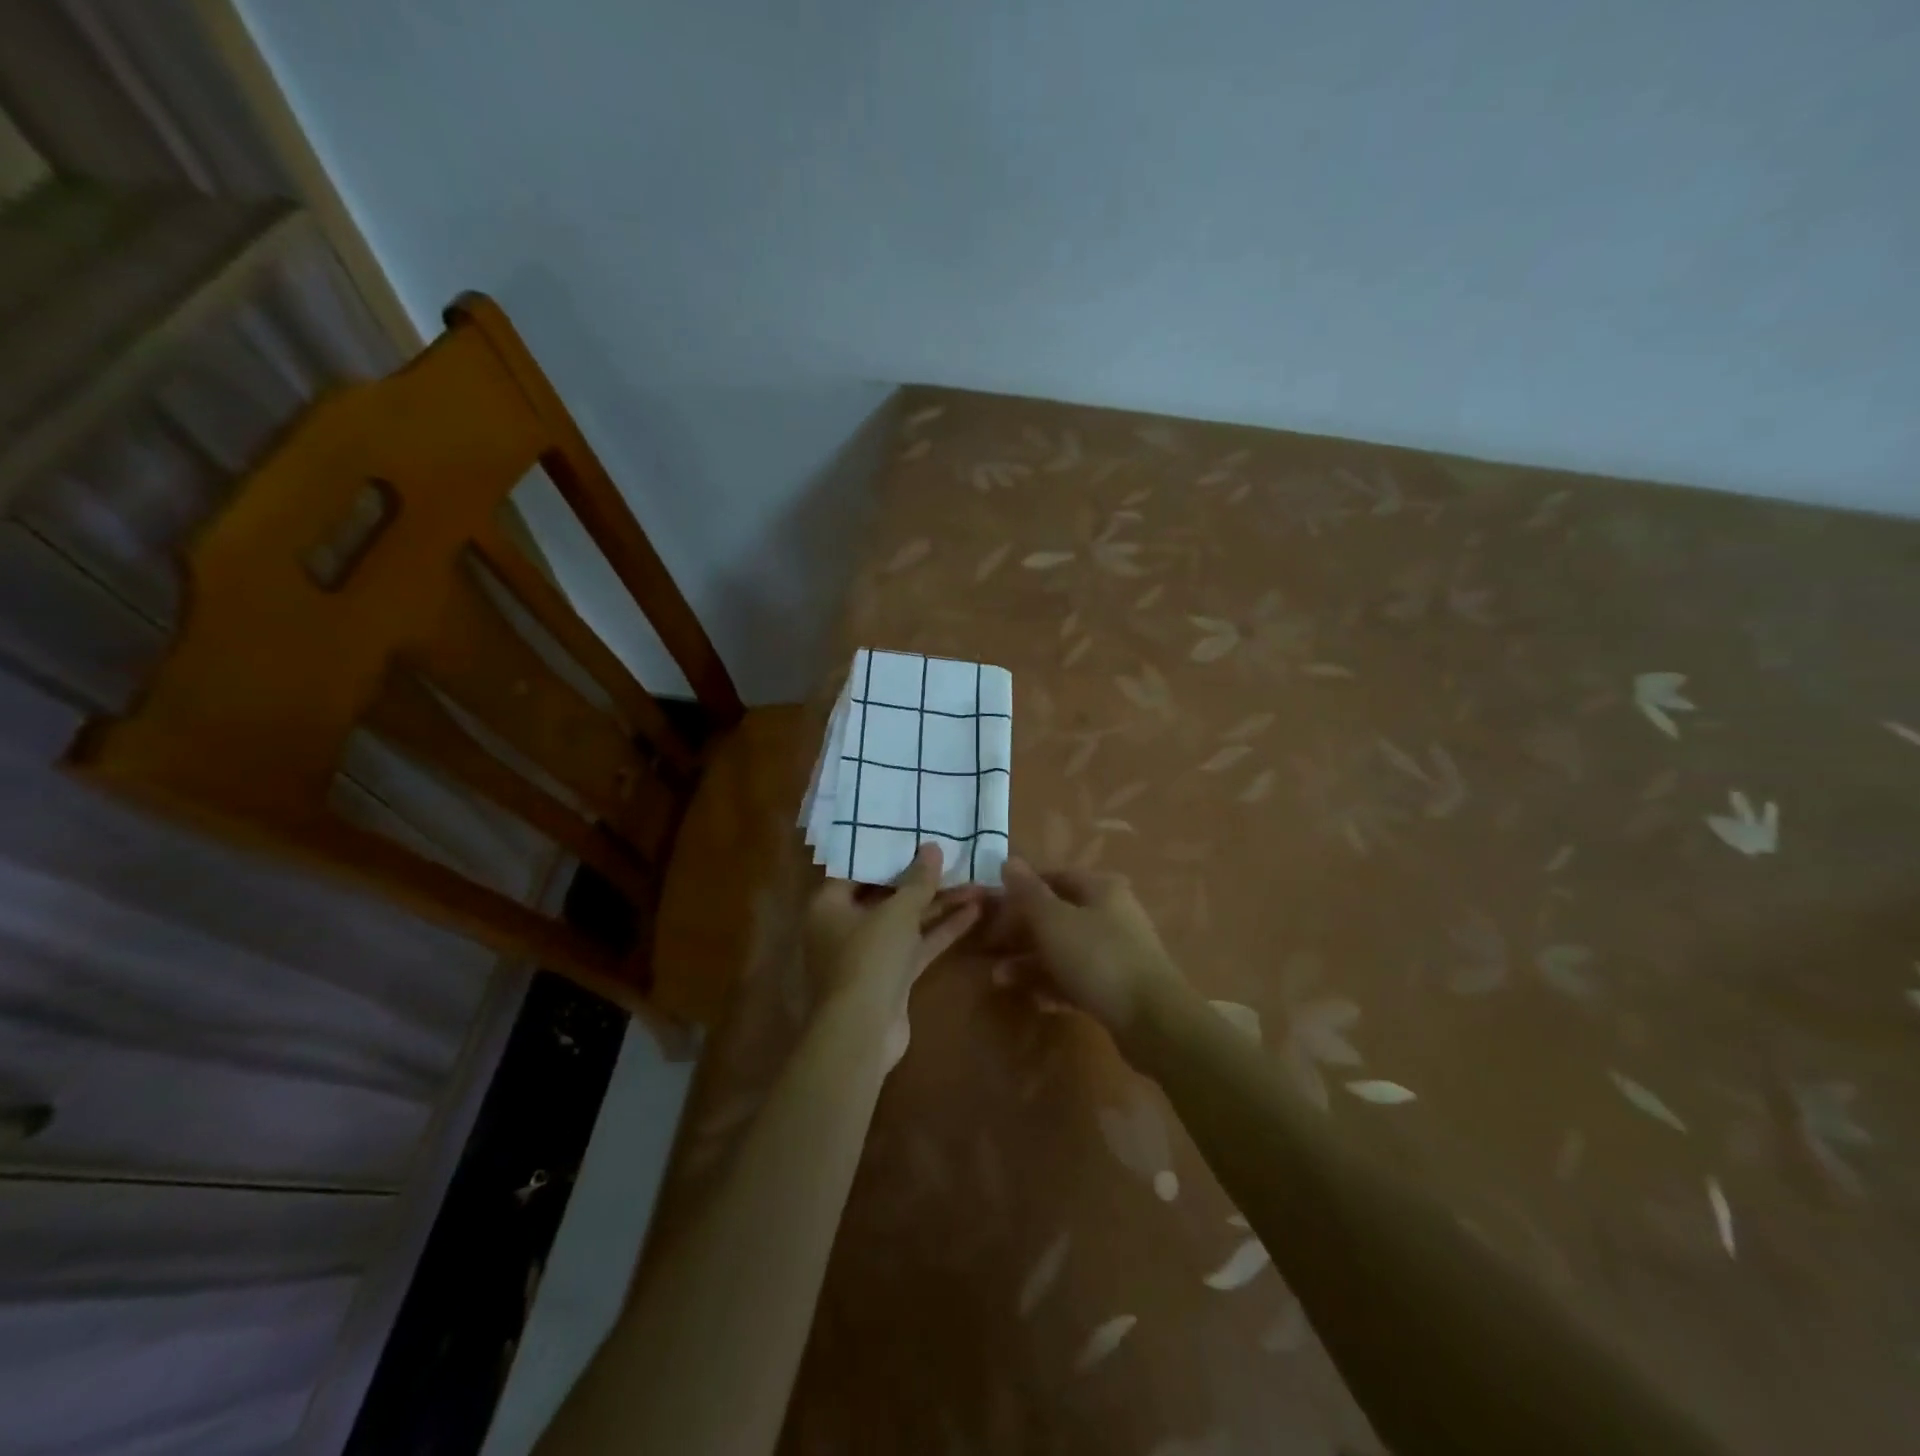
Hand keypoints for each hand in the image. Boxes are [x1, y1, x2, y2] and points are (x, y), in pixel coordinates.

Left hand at [804, 843, 980, 1066]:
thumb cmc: (868, 959)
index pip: (859, 870)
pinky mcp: (891, 977)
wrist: (862, 1033)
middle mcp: (845, 927)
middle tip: (954, 858)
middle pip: (887, 896)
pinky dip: (941, 931)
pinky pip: (917, 945)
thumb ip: (918, 880)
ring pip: (907, 922)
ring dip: (939, 905)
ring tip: (975, 882)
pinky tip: (973, 913)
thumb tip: (932, 847)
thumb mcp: (897, 912)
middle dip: (923, 881)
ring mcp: (869, 954)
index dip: (889, 854)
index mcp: (829, 905)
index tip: (917, 838)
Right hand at [990, 857, 1184, 1038]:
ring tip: (1000, 980)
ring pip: (1065, 950)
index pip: (1053, 878)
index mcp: (1100, 888)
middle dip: (1021, 933)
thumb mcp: (1054, 921)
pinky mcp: (1119, 986)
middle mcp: (1111, 913)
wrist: (1154, 1020)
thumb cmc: (1098, 958)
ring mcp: (1117, 951)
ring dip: (1031, 963)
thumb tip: (1010, 861)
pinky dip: (1055, 985)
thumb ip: (1028, 893)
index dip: (1020, 891)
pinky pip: (1078, 978)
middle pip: (1057, 916)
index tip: (992, 910)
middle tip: (990, 950)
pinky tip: (1036, 1001)